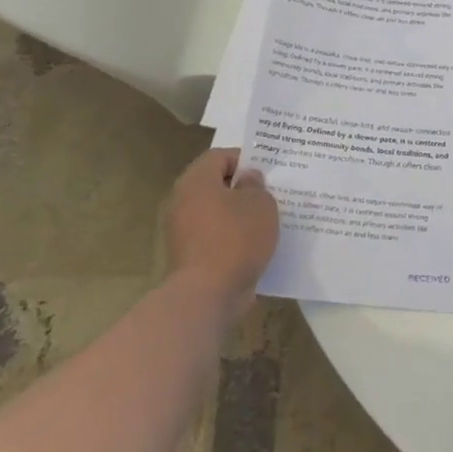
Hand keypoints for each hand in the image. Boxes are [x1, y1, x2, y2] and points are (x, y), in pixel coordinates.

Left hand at [164, 149, 278, 319]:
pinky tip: (255, 244)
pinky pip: (215, 236)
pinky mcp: (189, 256)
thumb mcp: (260, 203)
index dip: (245, 159)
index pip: (220, 156)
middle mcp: (183, 201)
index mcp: (196, 181)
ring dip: (239, 214)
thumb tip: (248, 180)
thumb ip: (256, 185)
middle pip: (216, 184)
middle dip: (243, 188)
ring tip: (267, 220)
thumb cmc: (235, 238)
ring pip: (216, 212)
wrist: (207, 295)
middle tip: (270, 193)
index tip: (267, 172)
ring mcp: (182, 231)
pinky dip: (232, 237)